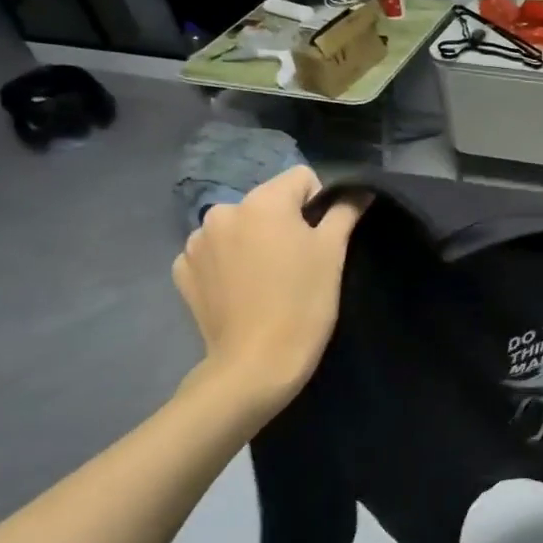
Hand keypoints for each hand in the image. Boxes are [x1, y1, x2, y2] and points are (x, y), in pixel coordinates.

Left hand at [172, 167, 363, 419]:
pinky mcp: (183, 271)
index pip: (301, 178)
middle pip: (267, 203)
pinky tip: (241, 291)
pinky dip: (228, 264)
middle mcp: (223, 211)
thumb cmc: (304, 302)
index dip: (319, 204)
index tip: (322, 239)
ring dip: (253, 242)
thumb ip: (345, 212)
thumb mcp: (333, 253)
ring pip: (239, 227)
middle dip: (283, 223)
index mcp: (262, 201)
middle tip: (297, 264)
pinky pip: (214, 253)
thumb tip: (359, 190)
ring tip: (267, 280)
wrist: (256, 363)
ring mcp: (196, 241)